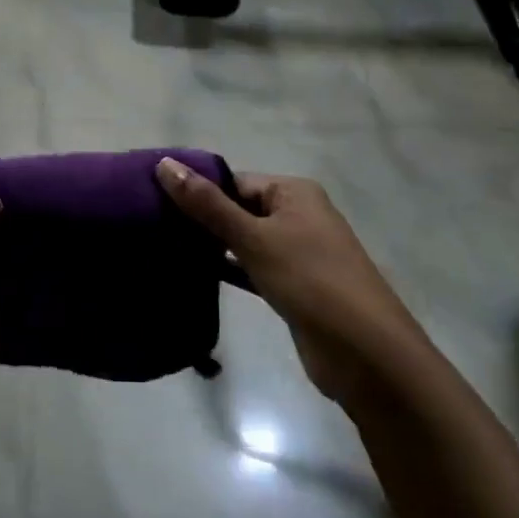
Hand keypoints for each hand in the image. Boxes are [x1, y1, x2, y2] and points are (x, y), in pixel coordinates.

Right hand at [155, 159, 424, 407]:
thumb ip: (207, 204)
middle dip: (202, 218)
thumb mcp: (253, 238)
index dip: (197, 189)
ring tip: (164, 248)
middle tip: (153, 226)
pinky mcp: (293, 286)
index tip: (153, 200)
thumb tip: (163, 164)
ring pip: (245, 240)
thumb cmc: (309, 280)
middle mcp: (298, 215)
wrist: (365, 353)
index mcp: (294, 192)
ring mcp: (298, 253)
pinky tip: (195, 274)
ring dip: (213, 245)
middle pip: (239, 208)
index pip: (234, 180)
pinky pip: (253, 268)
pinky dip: (229, 269)